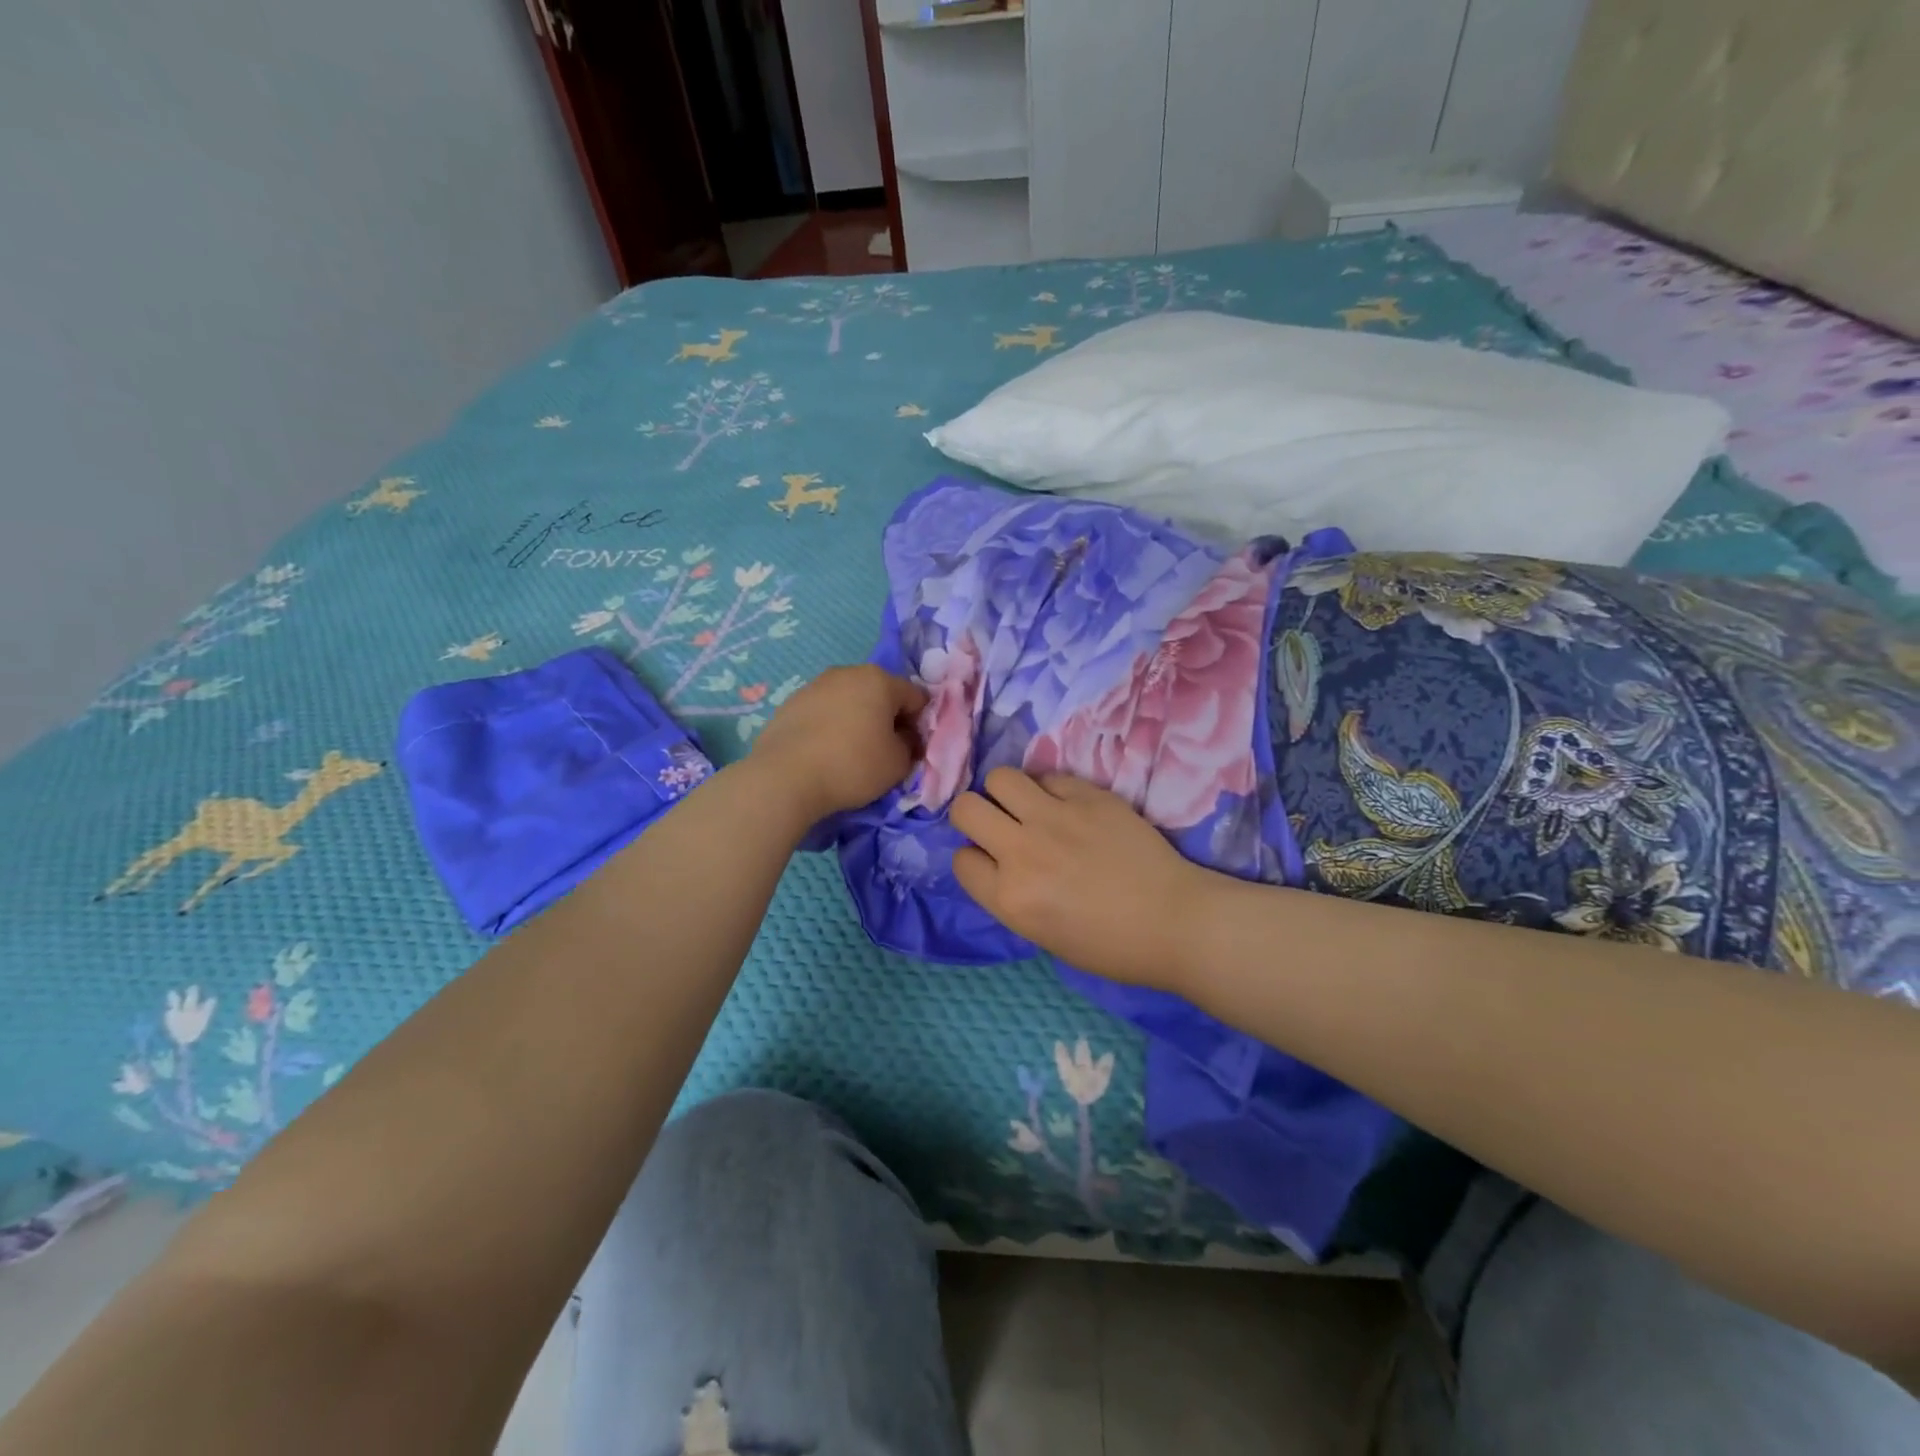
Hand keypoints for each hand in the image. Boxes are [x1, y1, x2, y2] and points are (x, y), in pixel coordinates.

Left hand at [748, 665, 928, 824]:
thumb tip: (904, 738)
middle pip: (880, 694)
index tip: (912, 750)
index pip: (916, 698)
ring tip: (851, 753)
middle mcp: (847, 673)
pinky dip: (831, 727)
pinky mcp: (790, 703)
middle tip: (884, 751)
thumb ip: (910, 746)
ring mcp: (815, 685)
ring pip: (849, 701)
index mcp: (879, 679)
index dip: (920, 725)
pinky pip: (824, 712)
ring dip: (858, 721)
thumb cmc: (853, 765)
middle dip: (888, 719)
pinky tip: (825, 753)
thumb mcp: (898, 764)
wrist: (785, 777)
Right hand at [951, 767, 1215, 992]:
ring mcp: (1055, 817)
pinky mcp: (1088, 795)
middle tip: (999, 824)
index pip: (961, 859)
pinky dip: (1051, 789)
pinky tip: (1069, 806)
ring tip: (1029, 805)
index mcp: (1009, 898)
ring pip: (1000, 777)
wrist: (1175, 921)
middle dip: (975, 815)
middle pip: (966, 808)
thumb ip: (1011, 896)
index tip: (993, 862)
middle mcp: (1022, 851)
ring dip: (1007, 792)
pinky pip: (1049, 776)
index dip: (975, 858)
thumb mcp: (1043, 936)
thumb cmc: (1111, 946)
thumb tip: (999, 861)